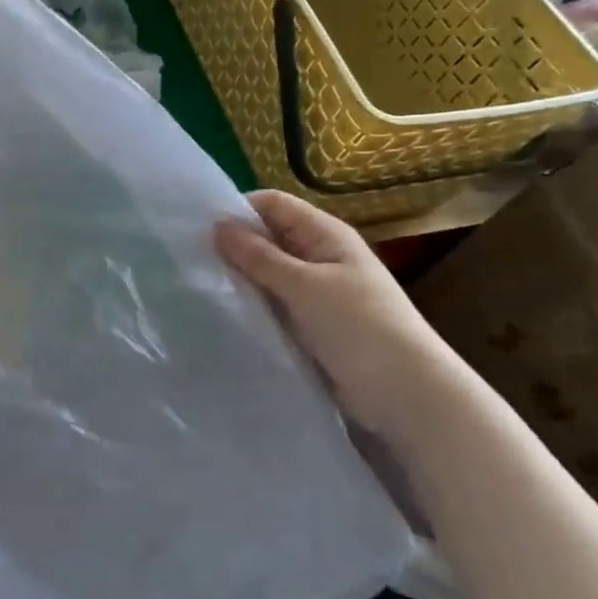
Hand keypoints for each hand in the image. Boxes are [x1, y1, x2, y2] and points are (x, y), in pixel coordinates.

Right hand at [214, 190, 463, 441]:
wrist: (407, 394)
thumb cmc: (359, 327)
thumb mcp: (303, 286)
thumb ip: (258, 256)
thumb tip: (217, 225)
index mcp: (325, 234)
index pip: (272, 204)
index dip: (237, 210)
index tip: (196, 228)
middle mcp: (320, 255)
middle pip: (268, 237)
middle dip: (234, 245)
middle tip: (190, 259)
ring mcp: (316, 291)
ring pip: (268, 273)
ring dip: (241, 278)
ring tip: (200, 286)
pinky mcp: (312, 323)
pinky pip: (274, 303)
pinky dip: (253, 304)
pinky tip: (225, 312)